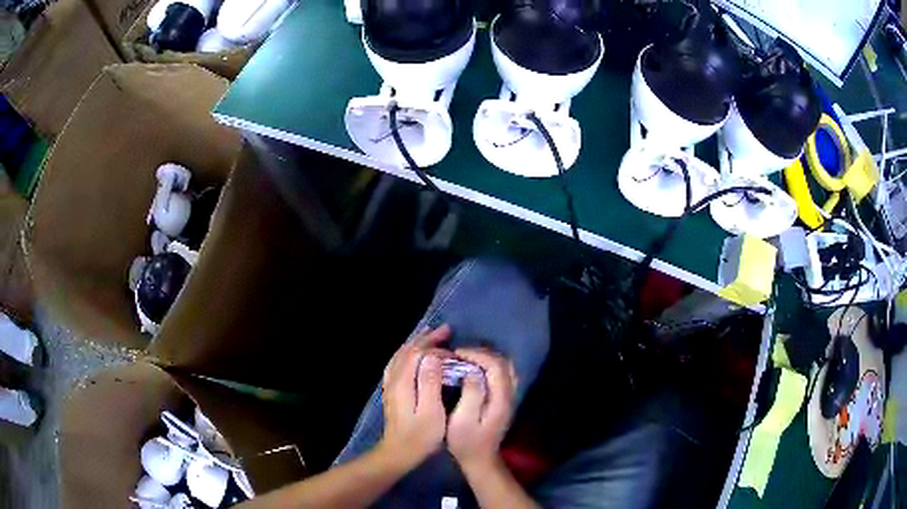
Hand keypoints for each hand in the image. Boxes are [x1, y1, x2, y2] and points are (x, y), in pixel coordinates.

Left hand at [379, 325, 450, 469]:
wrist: (398, 452)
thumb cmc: (420, 436)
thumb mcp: (431, 412)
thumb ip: (430, 383)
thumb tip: (432, 357)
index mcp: (403, 382)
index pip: (417, 353)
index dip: (436, 348)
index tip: (454, 352)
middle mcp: (394, 379)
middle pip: (408, 350)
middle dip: (426, 338)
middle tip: (446, 330)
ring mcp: (391, 385)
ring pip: (401, 355)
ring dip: (417, 343)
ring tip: (431, 335)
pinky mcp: (392, 391)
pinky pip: (398, 363)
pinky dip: (408, 353)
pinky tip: (415, 354)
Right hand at [447, 348, 516, 471]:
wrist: (480, 459)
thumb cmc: (466, 441)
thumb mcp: (462, 420)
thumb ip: (471, 394)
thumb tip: (471, 372)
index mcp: (500, 399)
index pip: (496, 366)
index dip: (477, 355)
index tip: (457, 354)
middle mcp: (510, 395)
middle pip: (504, 363)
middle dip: (482, 353)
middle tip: (460, 354)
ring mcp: (510, 397)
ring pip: (506, 367)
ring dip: (487, 358)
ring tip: (467, 359)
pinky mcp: (505, 400)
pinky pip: (503, 374)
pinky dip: (490, 366)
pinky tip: (475, 369)